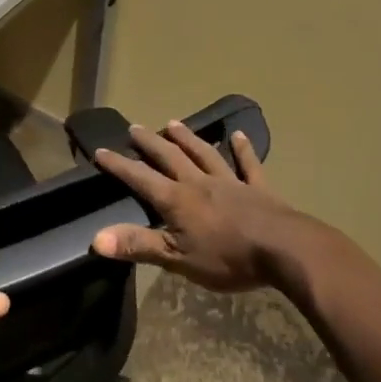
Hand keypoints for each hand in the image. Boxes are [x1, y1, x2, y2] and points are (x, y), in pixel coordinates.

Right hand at [92, 121, 308, 291]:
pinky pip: (248, 165)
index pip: (141, 178)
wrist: (284, 250)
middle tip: (135, 127)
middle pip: (170, 157)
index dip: (119, 166)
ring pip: (204, 154)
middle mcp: (199, 183)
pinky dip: (243, 149)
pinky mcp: (259, 189)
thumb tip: (96, 239)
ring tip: (173, 122)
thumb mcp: (177, 258)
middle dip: (150, 143)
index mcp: (177, 200)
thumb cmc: (228, 258)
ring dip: (187, 138)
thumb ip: (138, 245)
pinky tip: (239, 135)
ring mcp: (230, 182)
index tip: (100, 150)